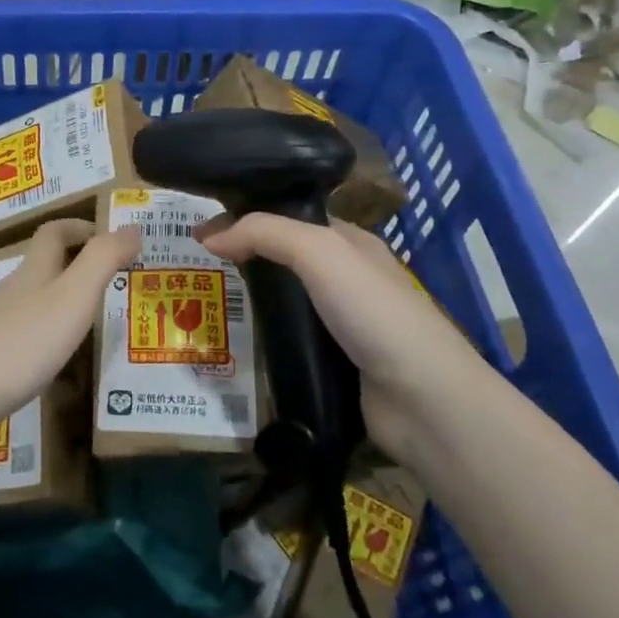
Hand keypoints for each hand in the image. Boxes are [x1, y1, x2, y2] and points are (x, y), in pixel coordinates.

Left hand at [0, 219, 139, 438]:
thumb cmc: (18, 344)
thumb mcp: (71, 298)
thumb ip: (102, 261)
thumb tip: (133, 226)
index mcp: (34, 272)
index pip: (54, 232)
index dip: (81, 227)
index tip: (111, 239)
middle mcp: (12, 291)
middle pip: (43, 265)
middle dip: (77, 265)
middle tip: (114, 283)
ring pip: (33, 301)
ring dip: (63, 302)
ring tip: (94, 324)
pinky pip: (23, 335)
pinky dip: (46, 337)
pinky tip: (57, 364)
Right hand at [198, 214, 492, 459]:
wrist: (420, 398)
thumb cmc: (372, 311)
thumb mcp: (319, 253)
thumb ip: (264, 234)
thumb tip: (209, 237)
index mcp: (350, 243)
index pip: (290, 219)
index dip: (247, 219)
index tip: (201, 234)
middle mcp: (348, 278)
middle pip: (285, 260)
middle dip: (244, 261)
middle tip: (198, 271)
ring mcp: (343, 324)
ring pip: (286, 303)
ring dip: (252, 303)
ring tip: (205, 307)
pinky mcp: (336, 364)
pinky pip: (291, 342)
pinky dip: (265, 339)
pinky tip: (238, 344)